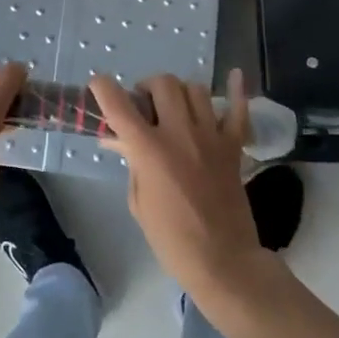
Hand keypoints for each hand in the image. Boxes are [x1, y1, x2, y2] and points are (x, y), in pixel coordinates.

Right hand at [93, 69, 264, 298]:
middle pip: (163, 84)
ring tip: (176, 107)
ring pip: (195, 90)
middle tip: (145, 105)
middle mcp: (179, 133)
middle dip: (148, 87)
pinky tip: (233, 75)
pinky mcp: (233, 147)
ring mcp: (210, 137)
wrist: (223, 262)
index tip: (99, 84)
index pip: (119, 105)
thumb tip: (120, 141)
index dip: (104, 88)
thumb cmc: (172, 239)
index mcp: (149, 150)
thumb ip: (132, 163)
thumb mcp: (139, 202)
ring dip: (180, 92)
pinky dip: (237, 91)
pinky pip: (239, 111)